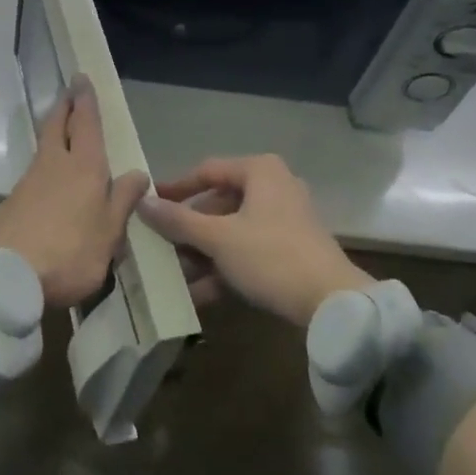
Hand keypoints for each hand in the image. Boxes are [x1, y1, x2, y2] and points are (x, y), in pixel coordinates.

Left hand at [0, 76, 150, 307]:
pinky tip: (49, 183)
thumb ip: (123, 200)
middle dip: (64, 106)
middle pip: (57, 125)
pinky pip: (34, 173)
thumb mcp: (110, 234)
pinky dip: (44, 166)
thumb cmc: (72, 253)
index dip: (85, 100)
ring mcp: (29, 180)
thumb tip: (138, 172)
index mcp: (84, 167)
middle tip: (69, 92)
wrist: (11, 276)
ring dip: (53, 133)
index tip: (81, 78)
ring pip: (44, 147)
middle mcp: (55, 164)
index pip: (85, 123)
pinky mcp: (12, 200)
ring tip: (63, 134)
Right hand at [137, 154, 368, 326]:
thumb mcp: (218, 238)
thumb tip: (142, 201)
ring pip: (232, 230)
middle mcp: (274, 186)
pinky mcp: (292, 249)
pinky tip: (200, 293)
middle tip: (161, 247)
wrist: (333, 304)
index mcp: (260, 171)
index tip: (150, 206)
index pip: (206, 171)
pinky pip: (249, 250)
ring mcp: (286, 219)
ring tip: (175, 275)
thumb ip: (178, 220)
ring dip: (203, 253)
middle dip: (189, 230)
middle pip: (219, 203)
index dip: (175, 189)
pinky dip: (225, 266)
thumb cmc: (271, 256)